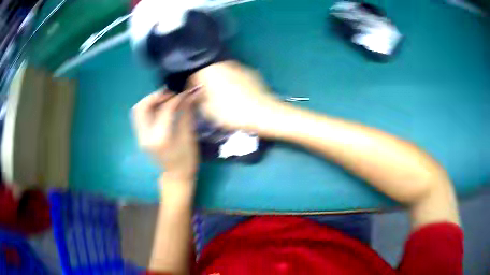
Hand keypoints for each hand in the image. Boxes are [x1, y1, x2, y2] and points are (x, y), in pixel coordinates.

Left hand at [132, 89, 198, 181]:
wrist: (176, 176)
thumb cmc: (187, 160)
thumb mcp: (189, 136)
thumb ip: (186, 113)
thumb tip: (190, 94)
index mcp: (160, 138)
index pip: (165, 109)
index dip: (176, 97)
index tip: (186, 91)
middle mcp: (145, 137)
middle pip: (142, 107)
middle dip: (156, 96)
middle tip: (171, 93)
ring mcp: (140, 137)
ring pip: (138, 111)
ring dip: (150, 101)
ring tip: (165, 98)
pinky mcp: (140, 137)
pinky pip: (140, 117)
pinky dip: (149, 108)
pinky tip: (161, 107)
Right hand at [189, 61, 282, 132]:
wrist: (263, 113)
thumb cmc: (232, 112)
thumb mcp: (208, 111)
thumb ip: (198, 100)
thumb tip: (195, 95)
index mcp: (209, 71)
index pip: (193, 76)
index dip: (191, 87)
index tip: (192, 97)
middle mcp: (223, 63)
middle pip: (208, 71)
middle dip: (206, 82)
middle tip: (206, 96)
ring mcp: (238, 66)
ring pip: (222, 72)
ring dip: (219, 81)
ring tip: (221, 96)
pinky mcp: (250, 72)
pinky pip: (235, 75)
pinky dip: (232, 82)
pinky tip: (236, 94)